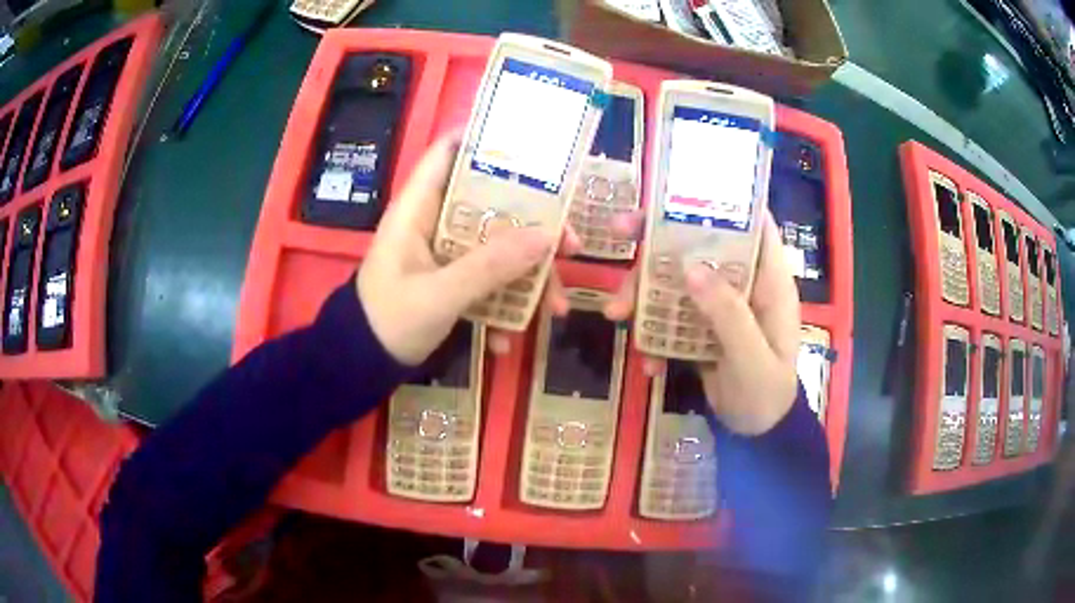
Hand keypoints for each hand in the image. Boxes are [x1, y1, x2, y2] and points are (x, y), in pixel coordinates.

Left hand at [357, 131, 555, 365]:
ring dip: (529, 274)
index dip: (485, 140)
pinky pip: (488, 279)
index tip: (536, 149)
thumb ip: (489, 266)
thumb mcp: (438, 295)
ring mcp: (445, 253)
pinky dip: (504, 305)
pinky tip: (507, 340)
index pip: (447, 152)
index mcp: (418, 208)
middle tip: (570, 245)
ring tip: (557, 308)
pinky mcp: (452, 280)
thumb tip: (548, 236)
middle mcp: (434, 222)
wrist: (362, 366)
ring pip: (497, 246)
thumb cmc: (388, 321)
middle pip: (490, 203)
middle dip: (533, 224)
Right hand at [608, 211, 800, 435]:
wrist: (756, 434)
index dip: (724, 200)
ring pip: (677, 278)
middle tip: (619, 231)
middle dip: (660, 238)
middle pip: (703, 244)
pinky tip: (648, 363)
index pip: (753, 224)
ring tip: (615, 315)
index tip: (680, 189)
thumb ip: (728, 315)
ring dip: (643, 292)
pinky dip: (653, 333)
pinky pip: (670, 316)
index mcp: (768, 280)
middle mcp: (743, 282)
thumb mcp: (752, 359)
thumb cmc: (767, 395)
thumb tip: (690, 267)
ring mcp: (719, 304)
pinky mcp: (700, 326)